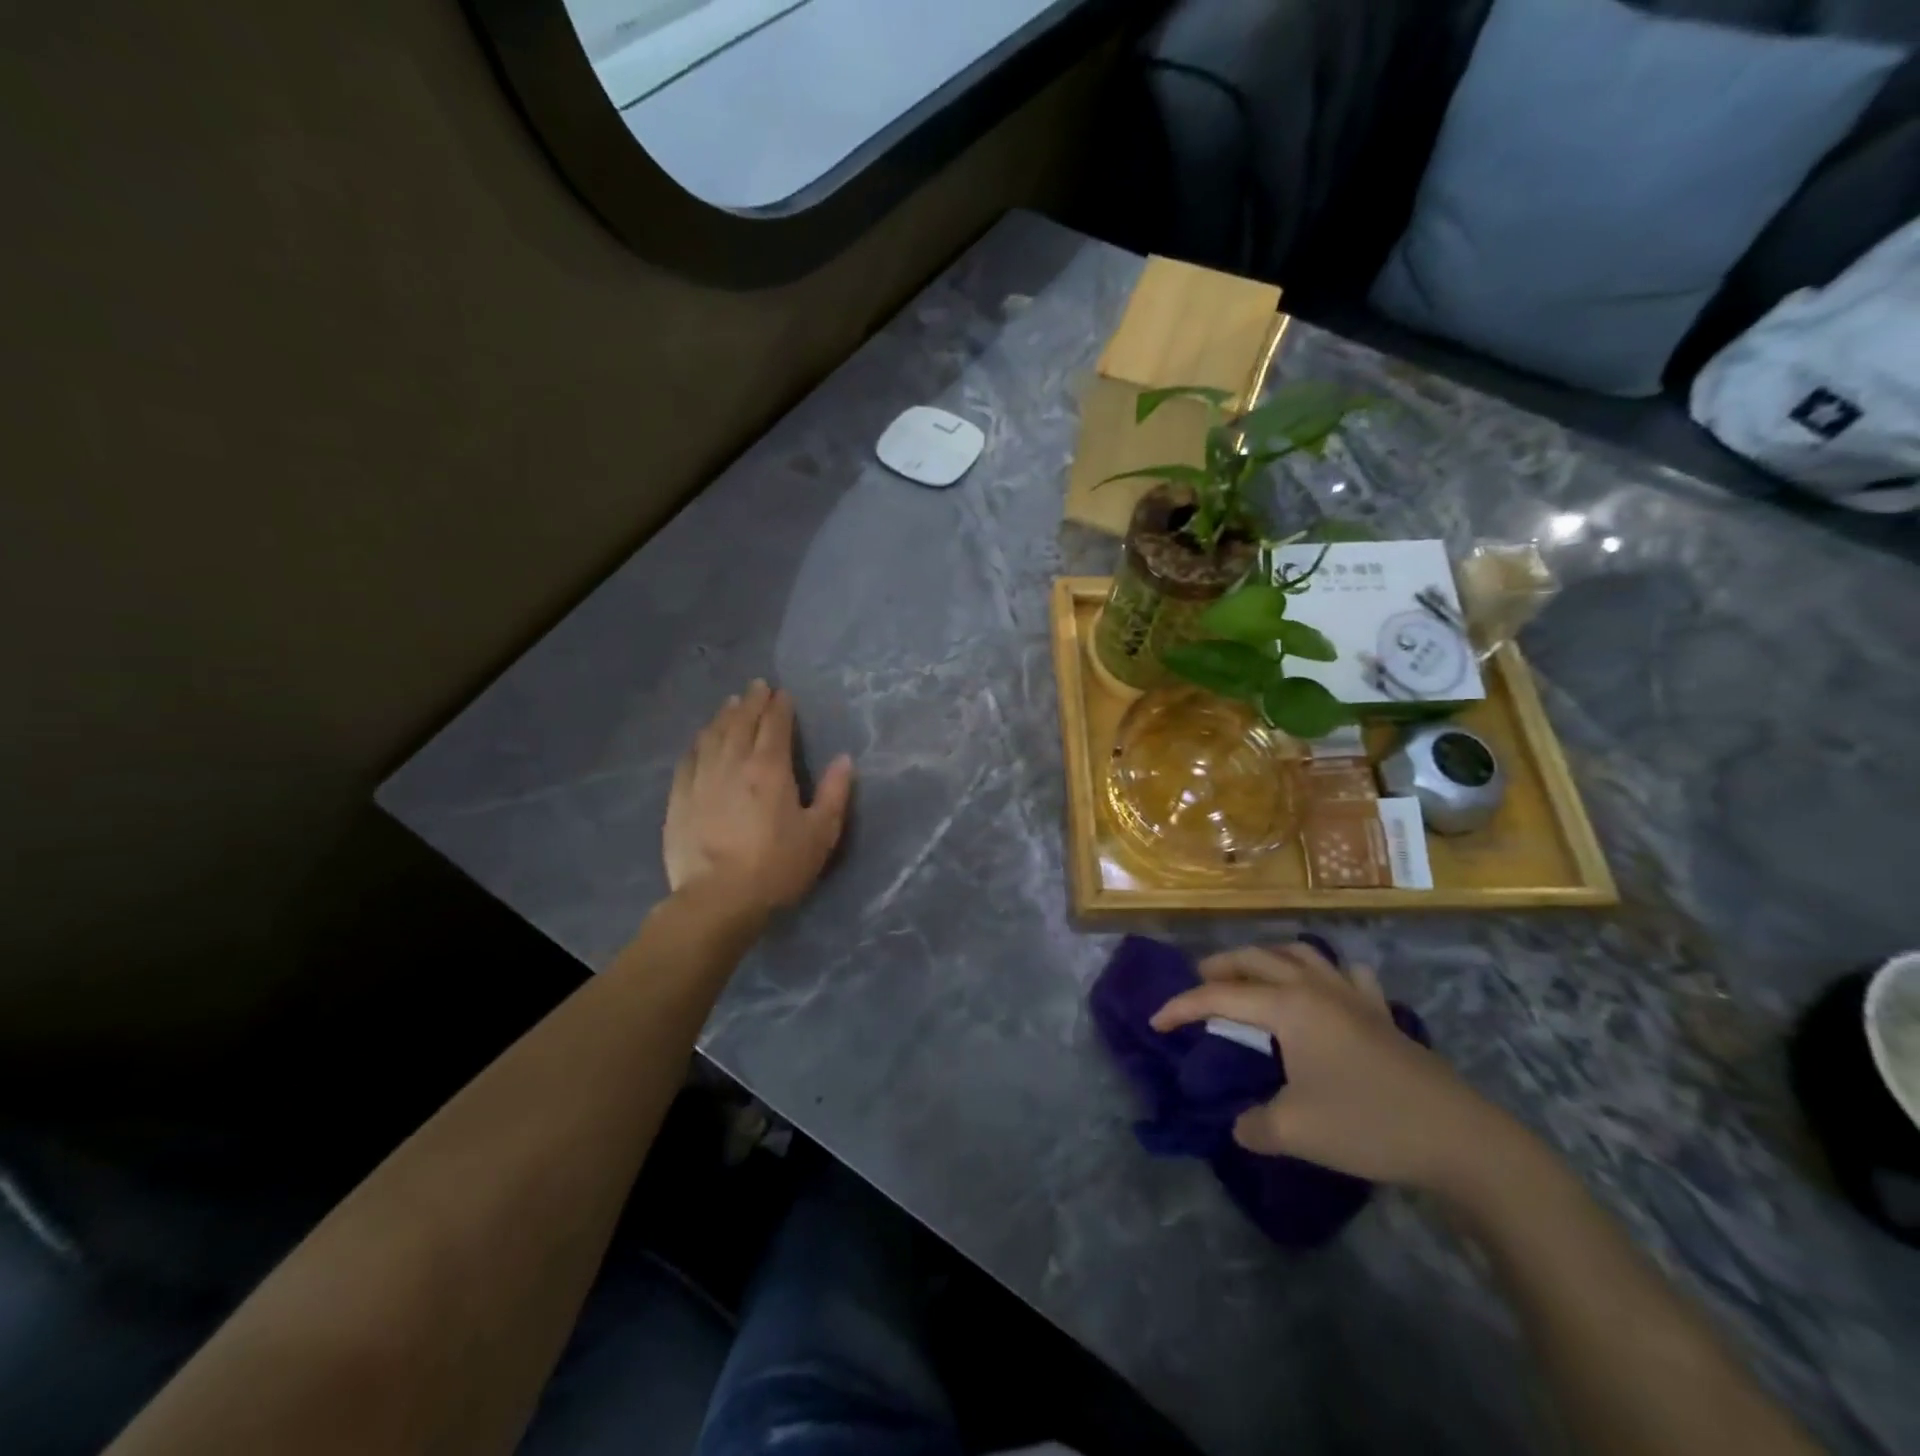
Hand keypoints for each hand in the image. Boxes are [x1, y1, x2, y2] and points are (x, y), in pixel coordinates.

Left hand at [664, 681, 854, 917]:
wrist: (718, 899)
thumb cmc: (777, 867)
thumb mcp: (820, 834)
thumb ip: (835, 793)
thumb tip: (844, 759)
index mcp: (770, 768)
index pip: (775, 725)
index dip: (780, 706)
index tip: (783, 693)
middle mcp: (733, 763)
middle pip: (741, 722)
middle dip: (752, 701)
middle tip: (757, 687)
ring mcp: (701, 778)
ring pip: (712, 735)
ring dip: (724, 715)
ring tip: (731, 703)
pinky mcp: (679, 798)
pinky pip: (689, 758)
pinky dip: (698, 742)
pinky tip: (701, 739)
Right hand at [1150, 942, 1522, 1193]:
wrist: (1459, 1140)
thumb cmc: (1367, 1125)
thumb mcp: (1294, 1131)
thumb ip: (1254, 1124)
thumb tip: (1242, 1123)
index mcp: (1288, 1006)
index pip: (1219, 996)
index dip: (1182, 1007)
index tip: (1155, 1023)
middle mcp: (1315, 987)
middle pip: (1256, 959)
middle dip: (1219, 967)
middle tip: (1197, 986)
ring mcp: (1353, 996)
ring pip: (1300, 953)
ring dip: (1268, 958)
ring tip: (1252, 977)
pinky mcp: (1382, 1014)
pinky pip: (1346, 975)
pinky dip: (1325, 973)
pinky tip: (1326, 990)